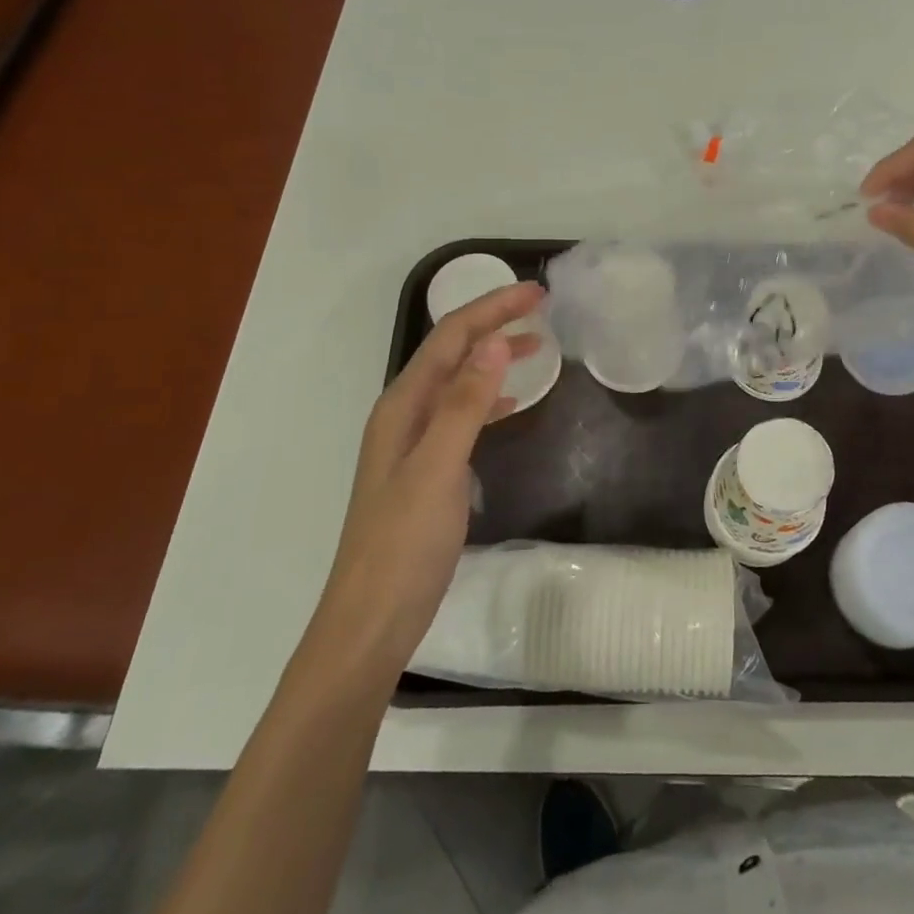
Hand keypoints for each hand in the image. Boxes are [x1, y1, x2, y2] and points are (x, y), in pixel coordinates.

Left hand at [310, 282, 544, 677]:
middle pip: (452, 352)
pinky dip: (489, 397)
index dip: (492, 308)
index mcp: (403, 406)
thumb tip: (495, 341)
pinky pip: (462, 414)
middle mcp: (405, 415)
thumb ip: (465, 404)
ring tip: (537, 346)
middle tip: (541, 309)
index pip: (450, 338)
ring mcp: (414, 443)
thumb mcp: (439, 468)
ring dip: (493, 356)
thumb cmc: (405, 544)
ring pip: (458, 381)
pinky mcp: (427, 470)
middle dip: (493, 322)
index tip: (537, 294)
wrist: (372, 620)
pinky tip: (511, 403)